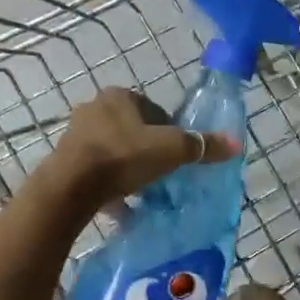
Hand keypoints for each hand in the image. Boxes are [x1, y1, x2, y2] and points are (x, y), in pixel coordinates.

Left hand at [46, 88, 238, 207]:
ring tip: (141, 190)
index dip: (168, 131)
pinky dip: (108, 182)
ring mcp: (76, 133)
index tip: (175, 155)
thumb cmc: (124, 157)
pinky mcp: (65, 158)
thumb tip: (235, 144)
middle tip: (160, 174)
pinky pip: (95, 169)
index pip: (153, 109)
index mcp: (120, 96)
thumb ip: (201, 146)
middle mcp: (95, 107)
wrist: (72, 185)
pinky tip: (119, 204)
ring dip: (127, 166)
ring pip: (112, 149)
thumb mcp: (171, 150)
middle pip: (132, 129)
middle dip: (146, 149)